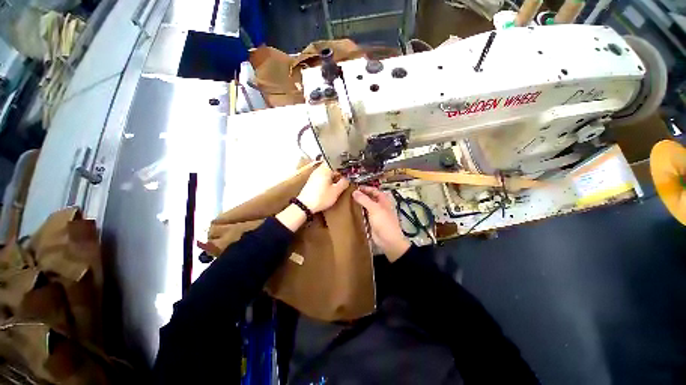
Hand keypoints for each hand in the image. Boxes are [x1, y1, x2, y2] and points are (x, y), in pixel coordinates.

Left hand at [297, 163, 349, 212]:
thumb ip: (344, 183)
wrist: (305, 205)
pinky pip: (323, 177)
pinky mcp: (312, 181)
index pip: (336, 161)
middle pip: (331, 166)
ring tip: (340, 181)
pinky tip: (332, 186)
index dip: (343, 165)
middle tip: (346, 176)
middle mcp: (319, 170)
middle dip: (339, 171)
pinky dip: (328, 179)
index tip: (349, 169)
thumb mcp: (336, 191)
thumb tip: (348, 179)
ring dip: (334, 175)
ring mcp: (314, 175)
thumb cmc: (321, 198)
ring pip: (327, 171)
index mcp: (325, 169)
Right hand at [352, 186, 410, 261]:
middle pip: (369, 197)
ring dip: (359, 203)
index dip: (365, 188)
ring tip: (348, 200)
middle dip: (361, 195)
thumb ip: (364, 199)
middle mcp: (380, 205)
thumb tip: (354, 191)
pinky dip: (359, 211)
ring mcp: (376, 213)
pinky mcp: (371, 221)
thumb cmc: (383, 222)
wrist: (388, 240)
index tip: (354, 187)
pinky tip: (351, 210)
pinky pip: (364, 213)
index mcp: (383, 199)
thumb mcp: (374, 208)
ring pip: (366, 205)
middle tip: (349, 193)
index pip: (373, 190)